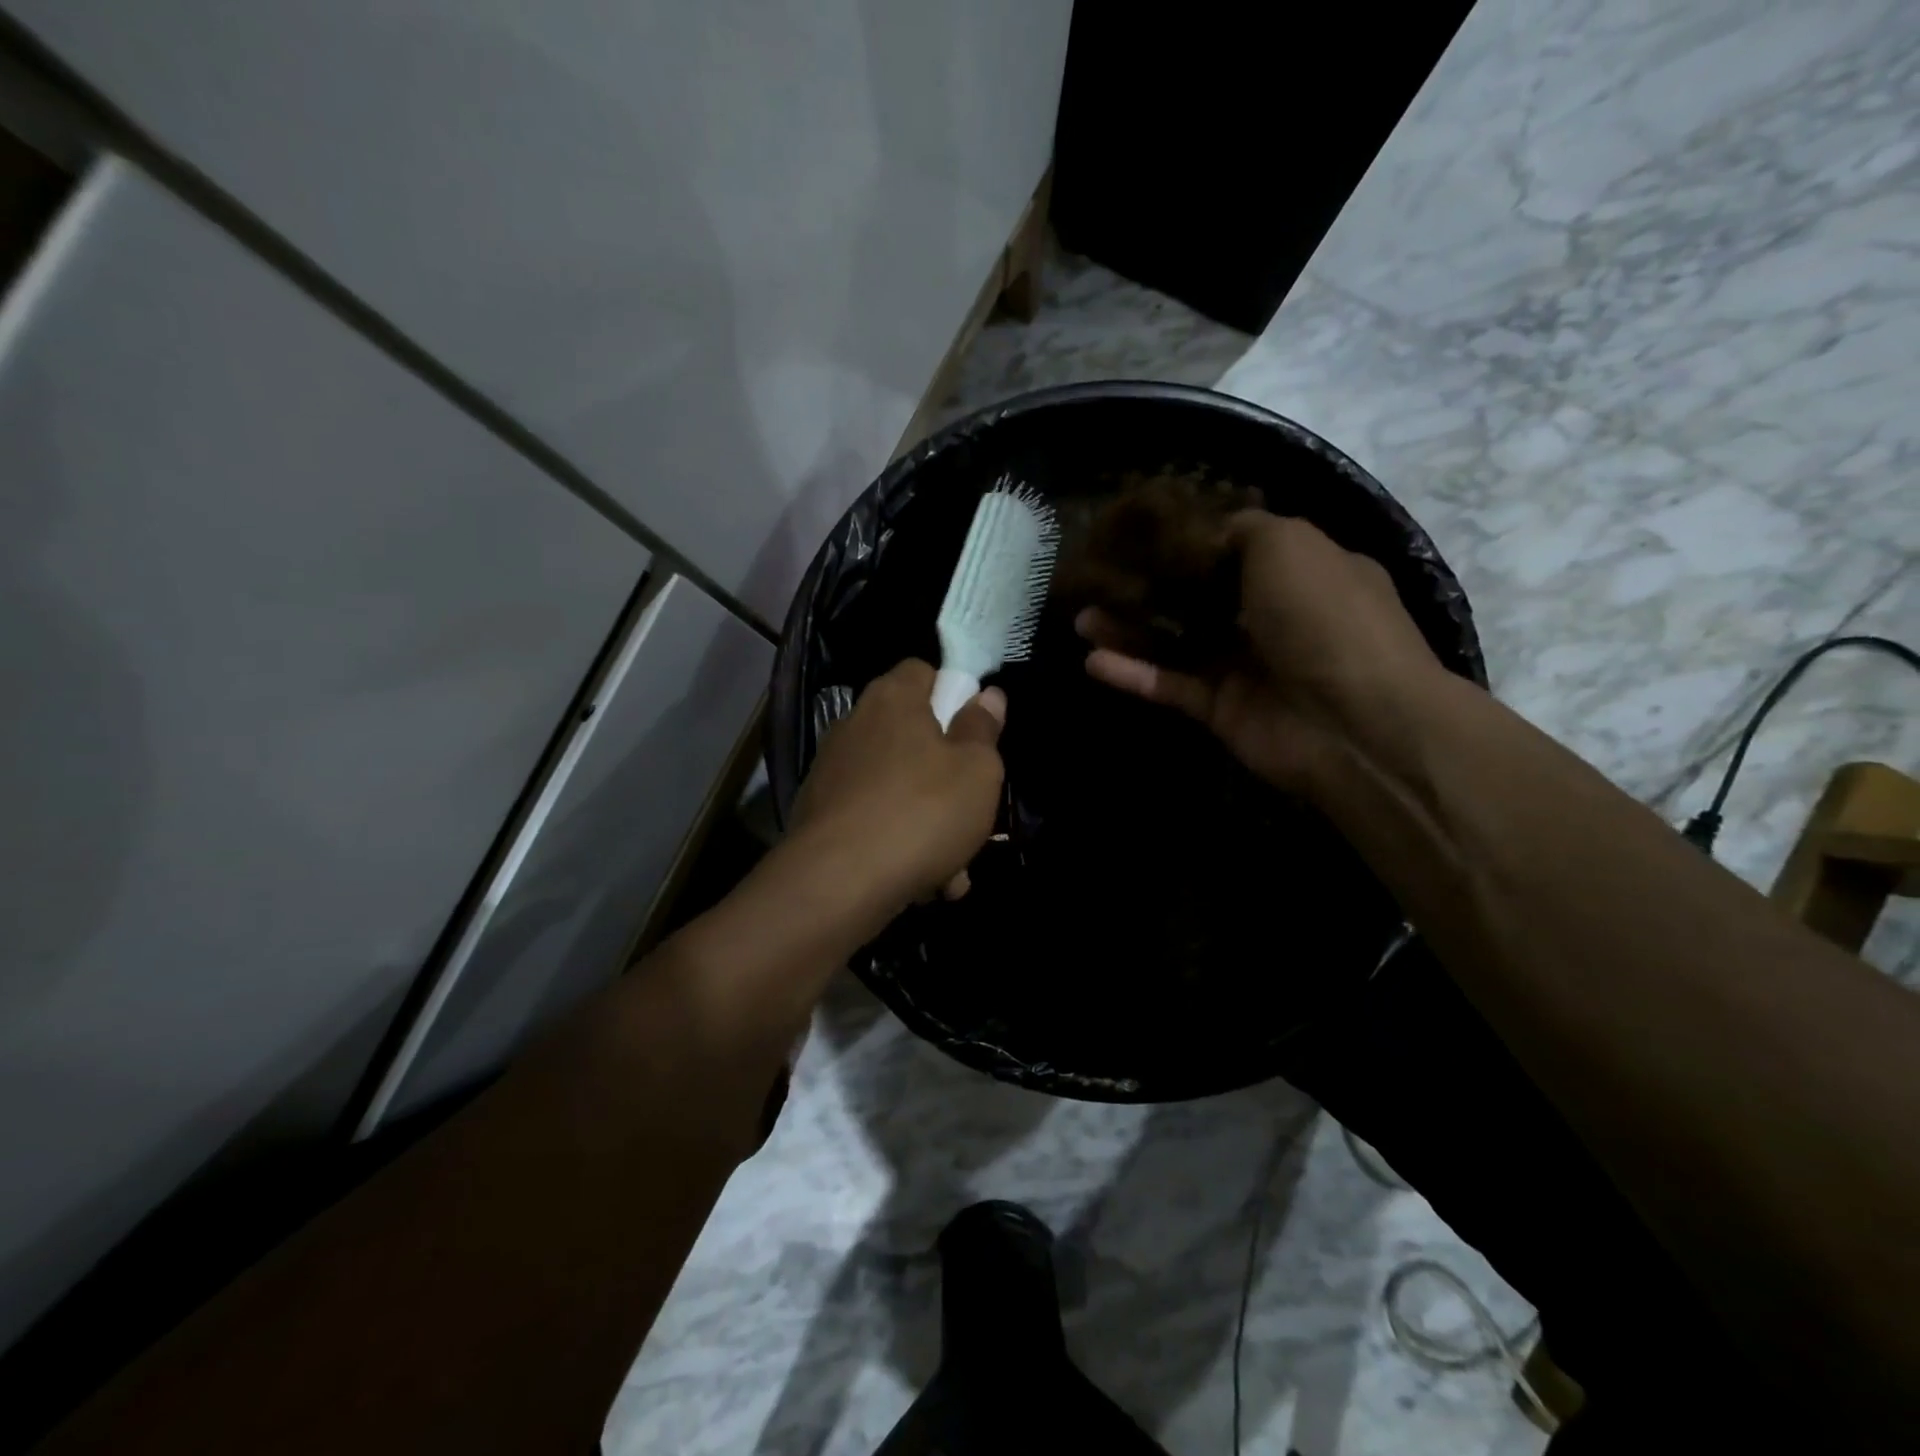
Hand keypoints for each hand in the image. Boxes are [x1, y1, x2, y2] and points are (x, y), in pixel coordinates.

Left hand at [789, 659, 1006, 910]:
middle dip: (946, 776)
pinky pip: (872, 820)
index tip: (974, 732)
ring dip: (927, 822)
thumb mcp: (977, 771)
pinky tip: (920, 884)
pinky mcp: (819, 816)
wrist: (837, 883)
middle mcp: (854, 726)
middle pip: (911, 736)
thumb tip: (987, 696)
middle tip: (971, 812)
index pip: (922, 671)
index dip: (953, 693)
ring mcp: (831, 772)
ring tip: (952, 870)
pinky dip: (896, 844)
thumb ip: (983, 730)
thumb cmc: (921, 812)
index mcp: (892, 700)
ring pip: (896, 788)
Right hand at [1080, 512, 1442, 793]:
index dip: (1187, 540)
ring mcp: (1245, 666)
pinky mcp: (1221, 709)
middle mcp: (1271, 616)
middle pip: (1196, 597)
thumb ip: (1240, 529)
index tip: (1138, 532)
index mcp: (1299, 571)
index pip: (1234, 548)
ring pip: (1175, 642)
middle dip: (1147, 586)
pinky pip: (1170, 685)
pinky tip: (1091, 660)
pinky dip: (1133, 674)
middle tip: (1098, 576)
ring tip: (1080, 616)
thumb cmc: (1324, 617)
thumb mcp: (1288, 544)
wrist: (1355, 724)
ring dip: (1128, 629)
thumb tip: (1204, 534)